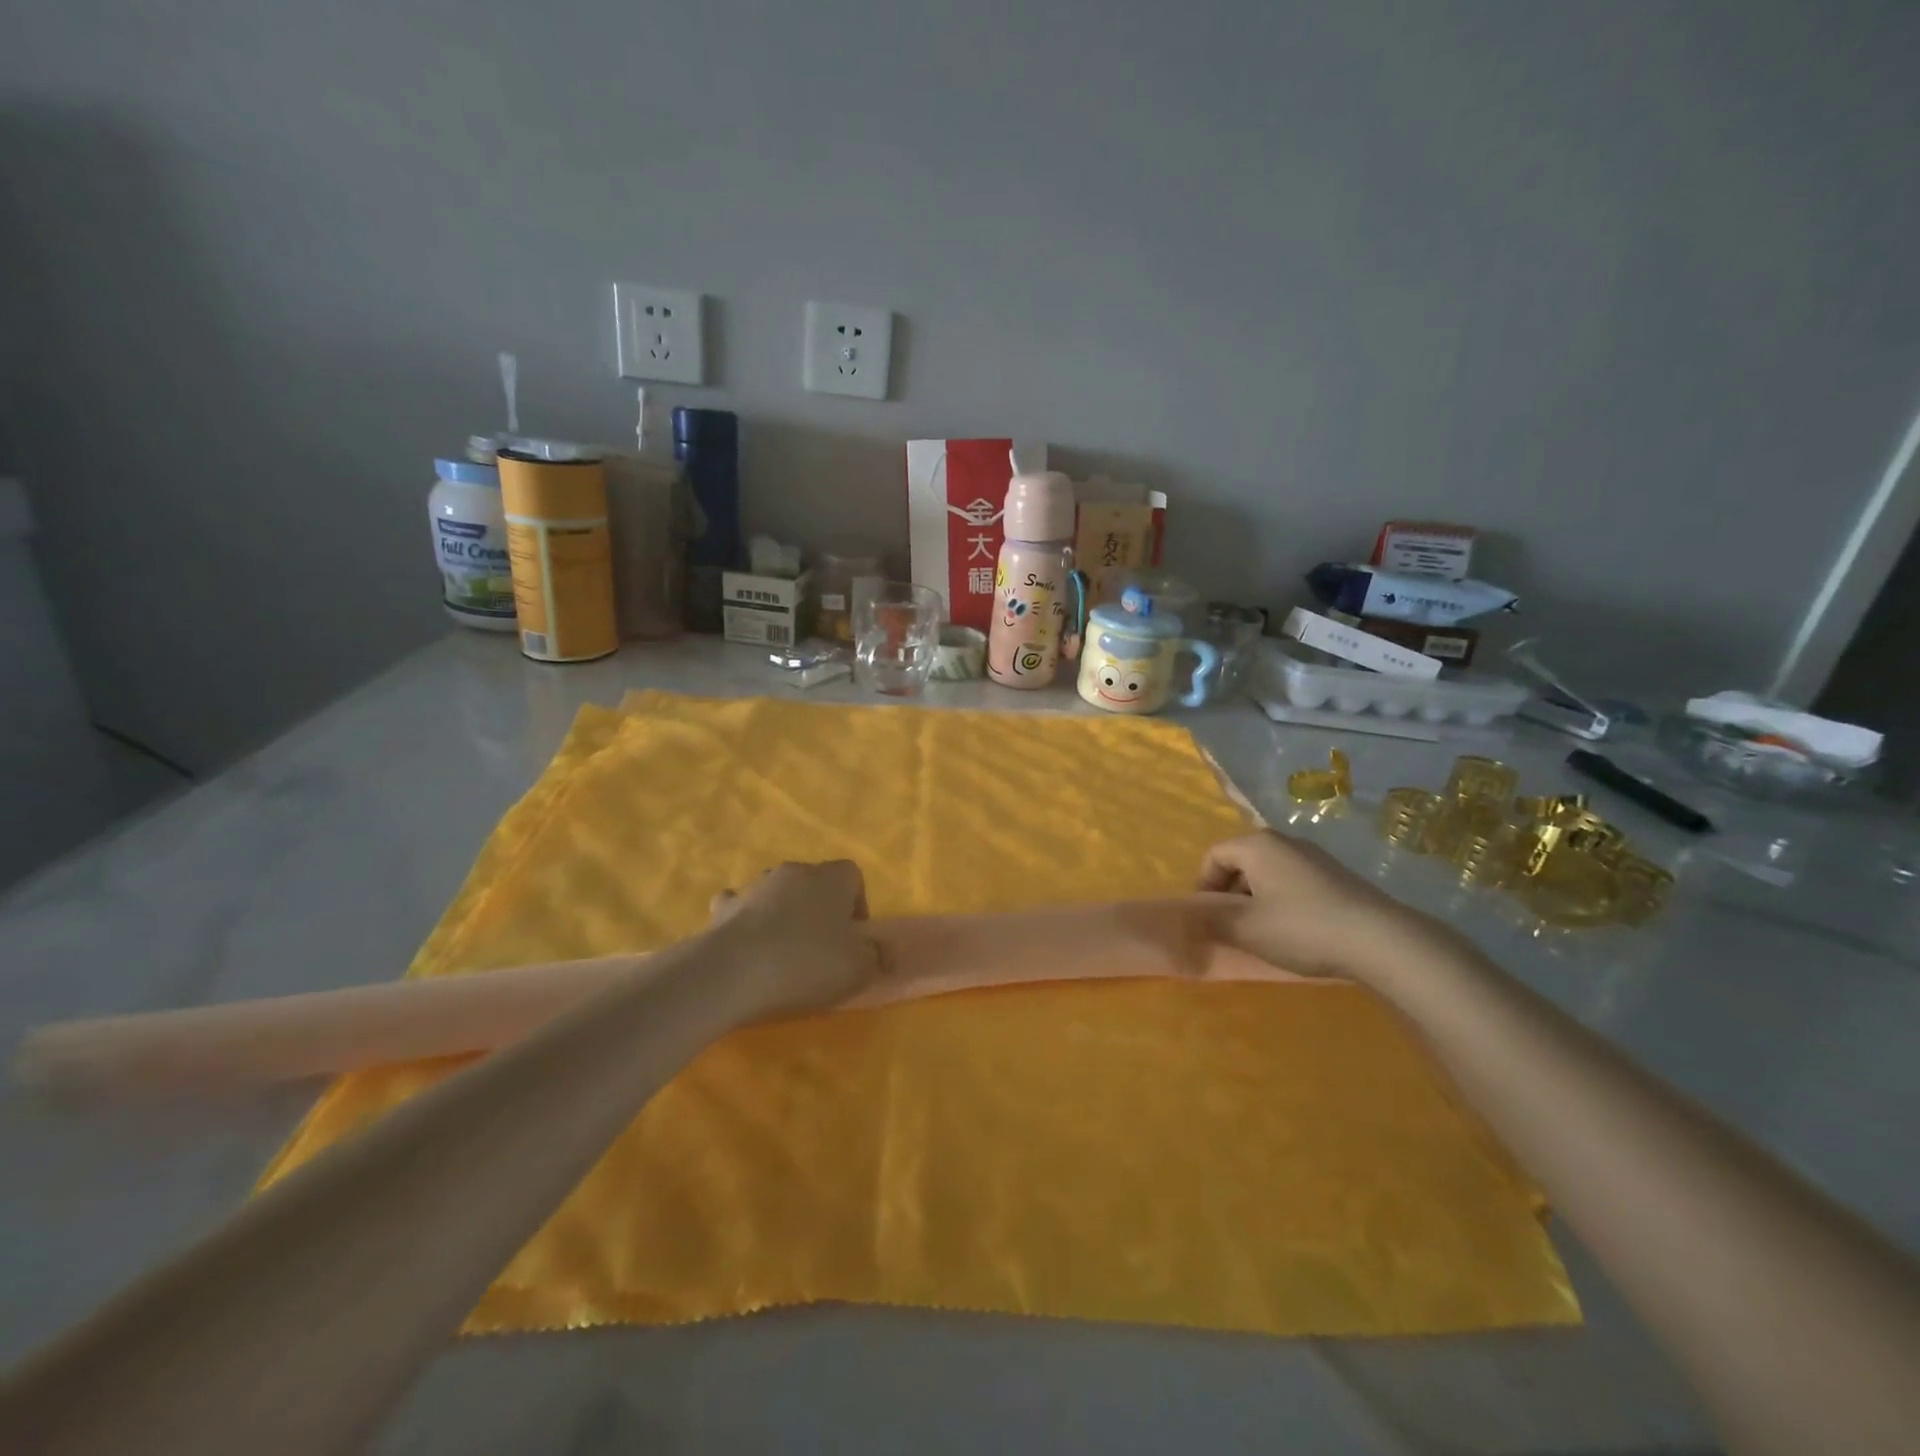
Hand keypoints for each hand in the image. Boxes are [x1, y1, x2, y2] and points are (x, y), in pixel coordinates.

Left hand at [705, 860, 885, 1023]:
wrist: (731, 973)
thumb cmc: (805, 964)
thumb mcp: (858, 969)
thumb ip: (877, 956)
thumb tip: (885, 951)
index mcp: (830, 878)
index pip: (852, 875)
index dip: (857, 904)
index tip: (853, 938)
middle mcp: (793, 872)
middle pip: (814, 882)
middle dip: (819, 908)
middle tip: (821, 947)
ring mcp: (754, 887)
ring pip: (776, 893)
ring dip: (782, 913)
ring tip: (782, 951)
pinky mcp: (723, 909)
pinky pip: (739, 908)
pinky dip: (745, 921)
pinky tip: (746, 946)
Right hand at [1197, 831, 1459, 981]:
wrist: (1380, 940)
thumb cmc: (1301, 928)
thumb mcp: (1247, 928)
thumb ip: (1211, 920)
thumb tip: (1186, 917)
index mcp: (1257, 845)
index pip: (1214, 855)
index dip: (1203, 886)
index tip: (1208, 918)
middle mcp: (1285, 841)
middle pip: (1242, 861)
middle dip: (1230, 893)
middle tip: (1232, 927)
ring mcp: (1315, 857)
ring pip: (1269, 873)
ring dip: (1257, 899)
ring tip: (1263, 933)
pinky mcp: (1338, 876)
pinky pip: (1294, 882)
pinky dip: (1283, 902)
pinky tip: (1295, 932)